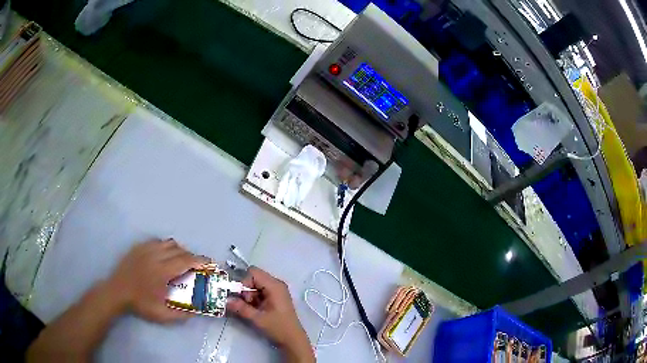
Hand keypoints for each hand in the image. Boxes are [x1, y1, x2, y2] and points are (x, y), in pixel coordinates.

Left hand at [106, 239, 207, 322]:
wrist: (117, 291)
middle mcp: (156, 256)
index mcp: (162, 271)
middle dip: (192, 256)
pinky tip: (165, 256)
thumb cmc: (140, 303)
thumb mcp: (162, 315)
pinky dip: (166, 247)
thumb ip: (182, 314)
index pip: (186, 261)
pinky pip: (157, 241)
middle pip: (179, 250)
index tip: (209, 262)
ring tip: (181, 260)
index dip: (200, 260)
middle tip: (196, 265)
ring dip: (179, 250)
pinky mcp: (139, 247)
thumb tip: (198, 310)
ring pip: (169, 243)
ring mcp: (146, 249)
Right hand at [227, 267, 313, 362]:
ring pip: (255, 285)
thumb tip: (226, 300)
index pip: (253, 273)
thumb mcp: (257, 318)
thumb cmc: (278, 328)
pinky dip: (254, 298)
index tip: (243, 297)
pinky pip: (260, 291)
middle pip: (254, 278)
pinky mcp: (275, 297)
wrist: (293, 339)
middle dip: (246, 290)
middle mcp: (276, 284)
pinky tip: (256, 309)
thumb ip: (241, 308)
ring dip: (249, 295)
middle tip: (247, 304)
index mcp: (275, 286)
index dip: (244, 282)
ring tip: (252, 308)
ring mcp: (277, 290)